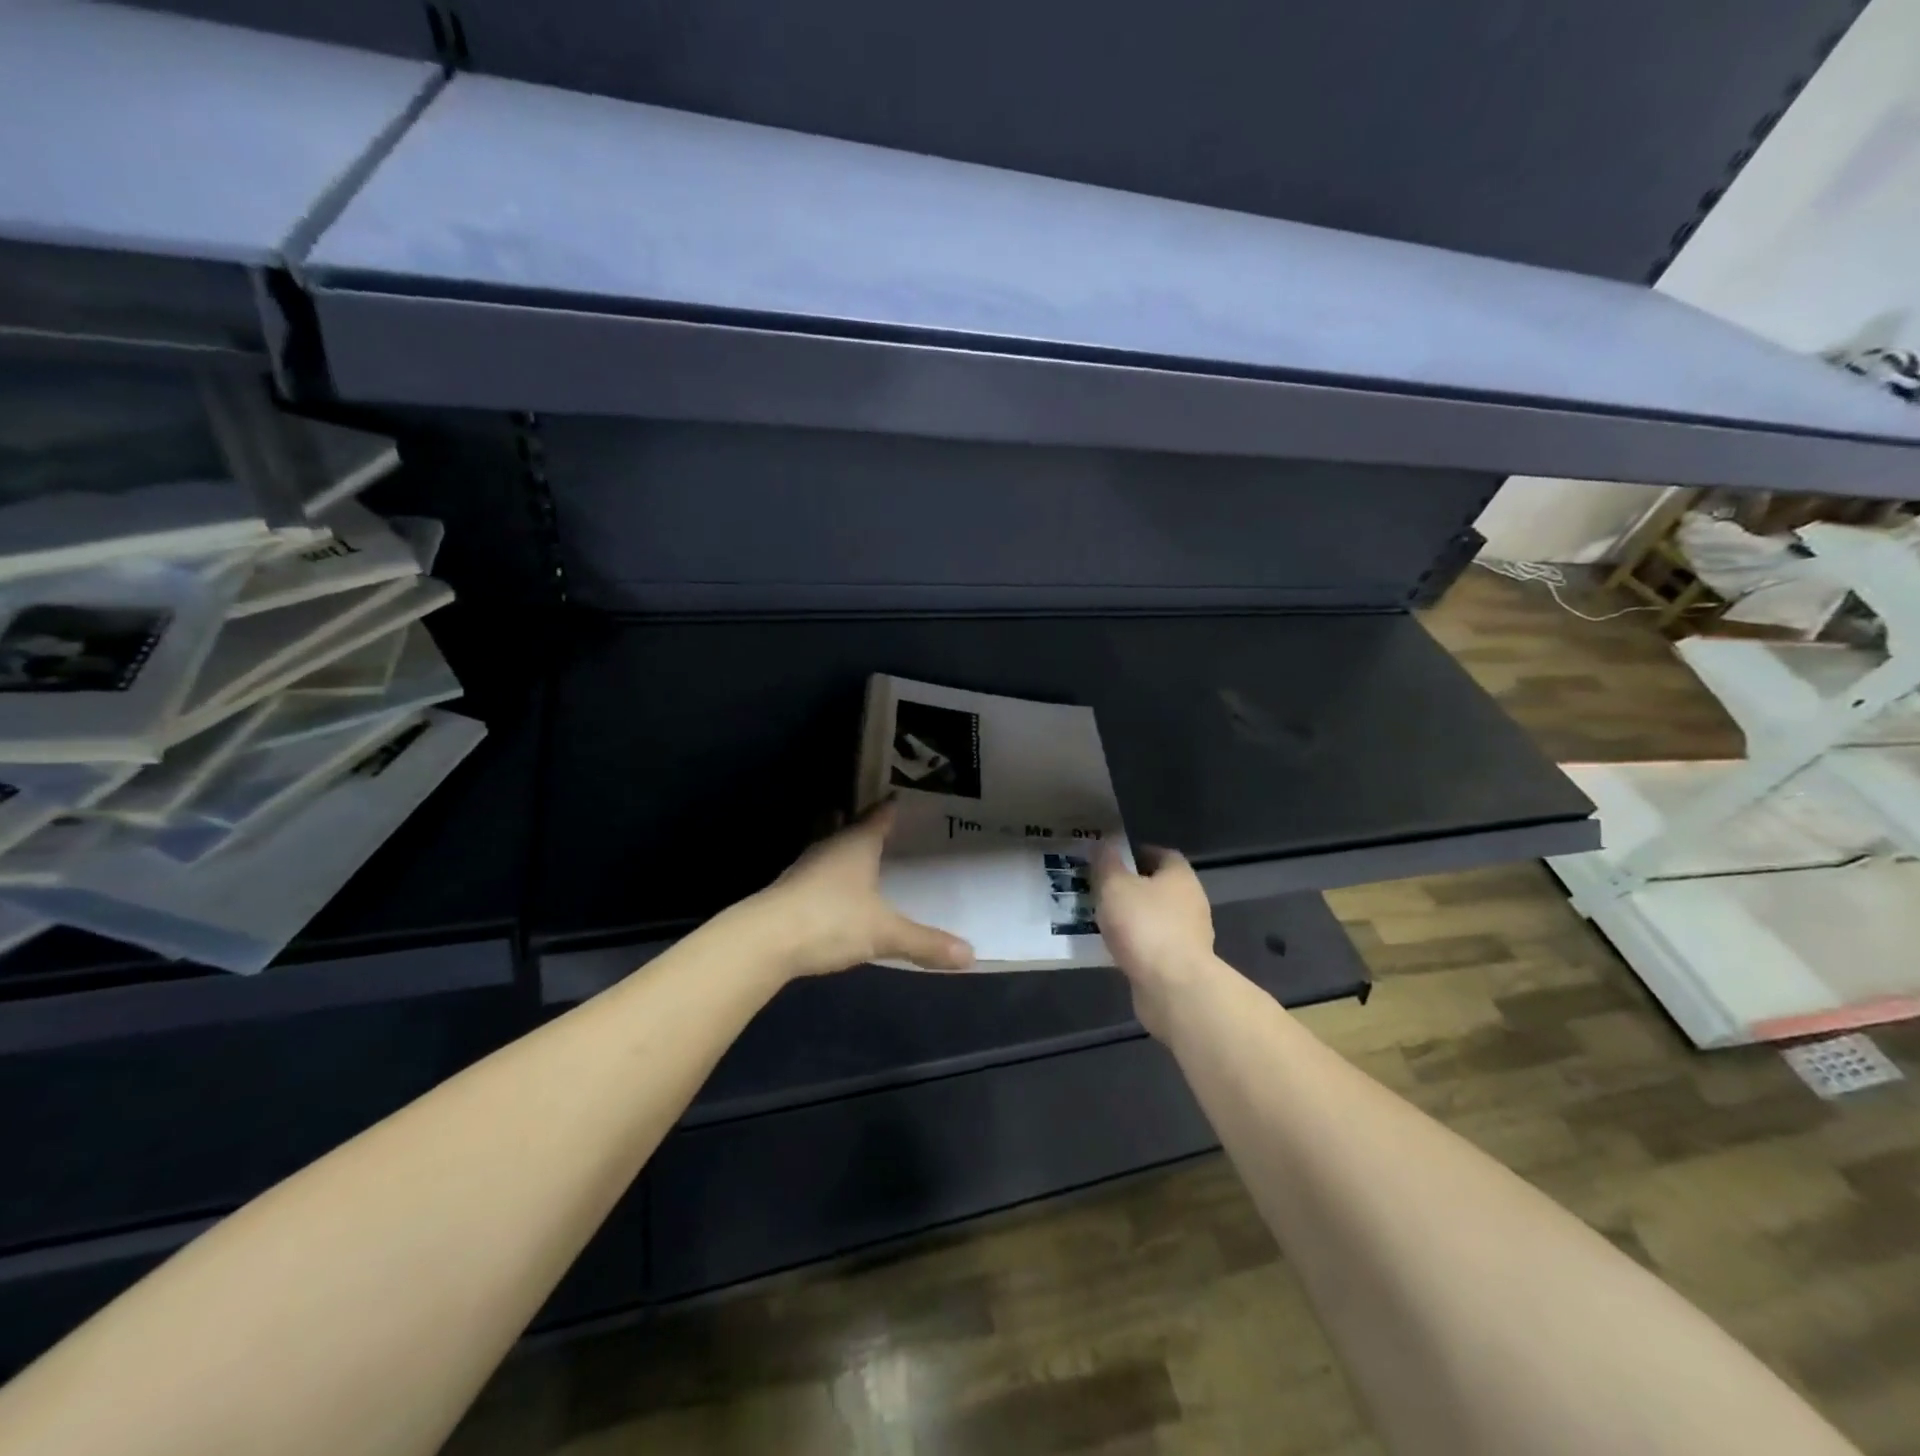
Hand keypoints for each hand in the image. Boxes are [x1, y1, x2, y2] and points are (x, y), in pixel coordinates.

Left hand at [750, 802, 974, 978]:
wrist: (764, 941)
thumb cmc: (830, 920)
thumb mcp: (884, 933)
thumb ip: (925, 942)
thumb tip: (970, 954)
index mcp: (857, 843)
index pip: (879, 815)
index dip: (893, 808)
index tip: (906, 800)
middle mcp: (830, 846)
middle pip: (851, 826)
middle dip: (868, 826)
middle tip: (893, 830)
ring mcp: (806, 867)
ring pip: (831, 849)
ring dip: (847, 851)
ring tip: (869, 860)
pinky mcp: (790, 890)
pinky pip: (819, 874)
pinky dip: (832, 876)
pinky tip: (841, 894)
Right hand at [1093, 845, 1216, 1037]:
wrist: (1173, 988)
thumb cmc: (1145, 925)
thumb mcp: (1114, 886)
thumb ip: (1107, 863)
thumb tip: (1104, 844)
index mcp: (1180, 876)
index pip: (1162, 854)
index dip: (1137, 853)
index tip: (1111, 860)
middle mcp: (1191, 902)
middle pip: (1158, 887)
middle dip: (1131, 887)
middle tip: (1099, 889)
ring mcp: (1189, 935)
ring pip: (1155, 918)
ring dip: (1132, 918)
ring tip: (1101, 920)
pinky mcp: (1181, 964)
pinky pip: (1153, 945)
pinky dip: (1136, 944)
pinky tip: (1113, 948)